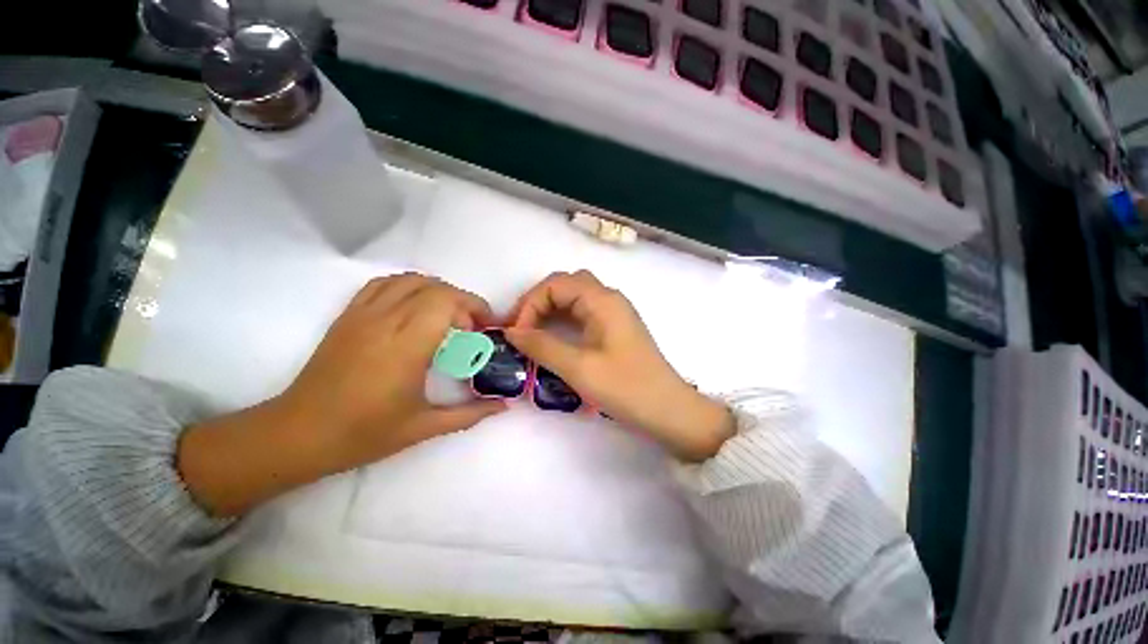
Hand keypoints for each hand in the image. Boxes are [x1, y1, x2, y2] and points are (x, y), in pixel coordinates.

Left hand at [281, 273, 506, 463]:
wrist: (298, 434)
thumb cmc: (363, 433)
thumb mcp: (424, 428)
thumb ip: (470, 413)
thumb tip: (504, 406)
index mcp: (406, 347)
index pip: (446, 302)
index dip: (473, 306)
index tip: (485, 327)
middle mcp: (385, 322)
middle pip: (434, 287)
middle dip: (462, 301)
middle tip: (470, 328)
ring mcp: (363, 315)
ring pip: (409, 280)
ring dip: (438, 291)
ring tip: (447, 315)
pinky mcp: (348, 315)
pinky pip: (383, 284)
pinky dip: (408, 286)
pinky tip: (415, 308)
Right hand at [506, 270, 733, 461]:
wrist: (669, 410)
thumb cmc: (626, 387)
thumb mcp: (578, 368)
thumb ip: (542, 346)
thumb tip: (512, 332)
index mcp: (602, 300)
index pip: (556, 284)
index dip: (530, 304)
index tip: (517, 333)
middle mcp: (609, 299)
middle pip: (566, 284)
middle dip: (538, 301)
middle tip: (520, 327)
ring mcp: (615, 313)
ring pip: (575, 297)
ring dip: (551, 310)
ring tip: (532, 332)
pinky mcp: (616, 328)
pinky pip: (584, 313)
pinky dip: (564, 320)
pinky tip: (555, 338)